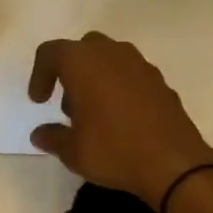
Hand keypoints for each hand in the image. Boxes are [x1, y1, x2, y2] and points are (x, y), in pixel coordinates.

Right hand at [28, 32, 212, 206]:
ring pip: (110, 59)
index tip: (39, 102)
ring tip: (94, 116)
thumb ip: (53, 137)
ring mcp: (141, 65)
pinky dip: (120, 88)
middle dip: (71, 73)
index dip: (39, 75)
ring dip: (96, 79)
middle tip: (68, 107)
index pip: (51, 53)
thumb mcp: (73, 151)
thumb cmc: (113, 150)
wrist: (173, 162)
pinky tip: (121, 120)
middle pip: (83, 49)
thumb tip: (40, 134)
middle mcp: (112, 54)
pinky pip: (131, 75)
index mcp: (83, 62)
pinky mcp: (161, 82)